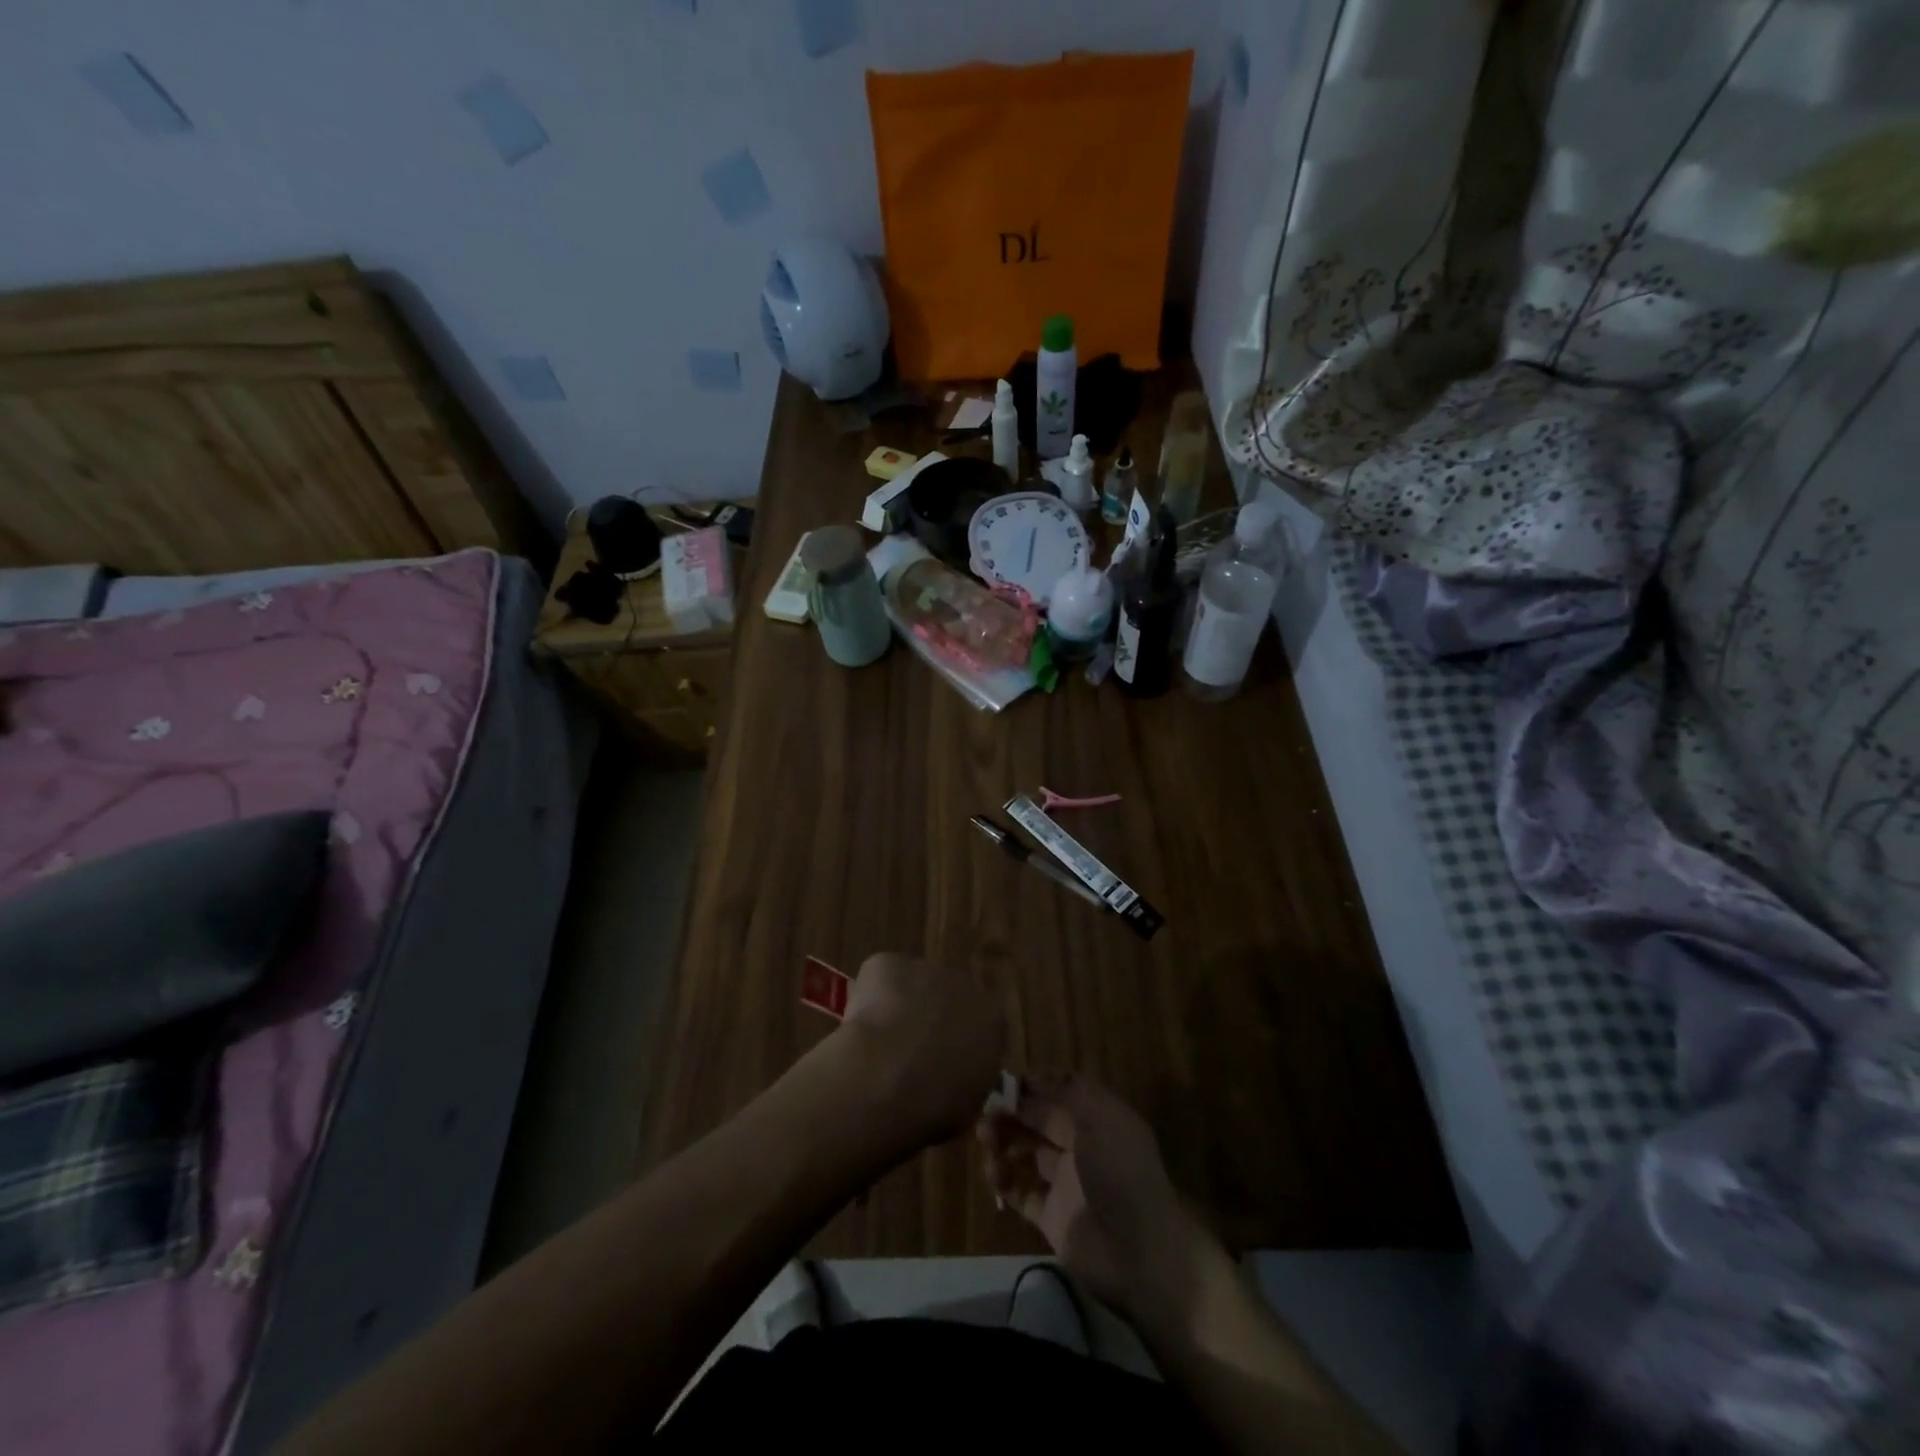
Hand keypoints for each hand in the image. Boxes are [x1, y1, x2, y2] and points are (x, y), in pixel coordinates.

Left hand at [832, 953, 1004, 1151]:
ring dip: (897, 1009)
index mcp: (991, 1021)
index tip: (937, 1068)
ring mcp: (925, 968)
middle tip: (903, 1059)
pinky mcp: (889, 963)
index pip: (978, 1026)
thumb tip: (948, 1081)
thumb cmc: (937, 1105)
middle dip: (927, 1022)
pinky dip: (867, 999)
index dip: (955, 1046)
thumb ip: (964, 1082)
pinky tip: (858, 1029)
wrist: (891, 1078)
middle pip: (945, 999)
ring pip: (910, 987)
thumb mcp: (966, 1106)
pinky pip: (878, 979)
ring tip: (875, 1048)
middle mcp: (964, 986)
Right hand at [977, 1076, 1211, 1321]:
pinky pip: (1022, 1192)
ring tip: (984, 1137)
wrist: (1139, 1251)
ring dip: (1004, 1141)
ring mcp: (1066, 1183)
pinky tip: (992, 1171)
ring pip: (1027, 1153)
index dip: (1035, 1085)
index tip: (1005, 1081)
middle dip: (1013, 1111)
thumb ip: (1068, 1093)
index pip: (1061, 1092)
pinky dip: (1004, 1180)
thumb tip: (1034, 1080)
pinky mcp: (1052, 1217)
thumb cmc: (1120, 1171)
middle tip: (984, 1108)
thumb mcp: (1101, 1118)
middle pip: (1040, 1121)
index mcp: (1098, 1119)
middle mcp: (1082, 1147)